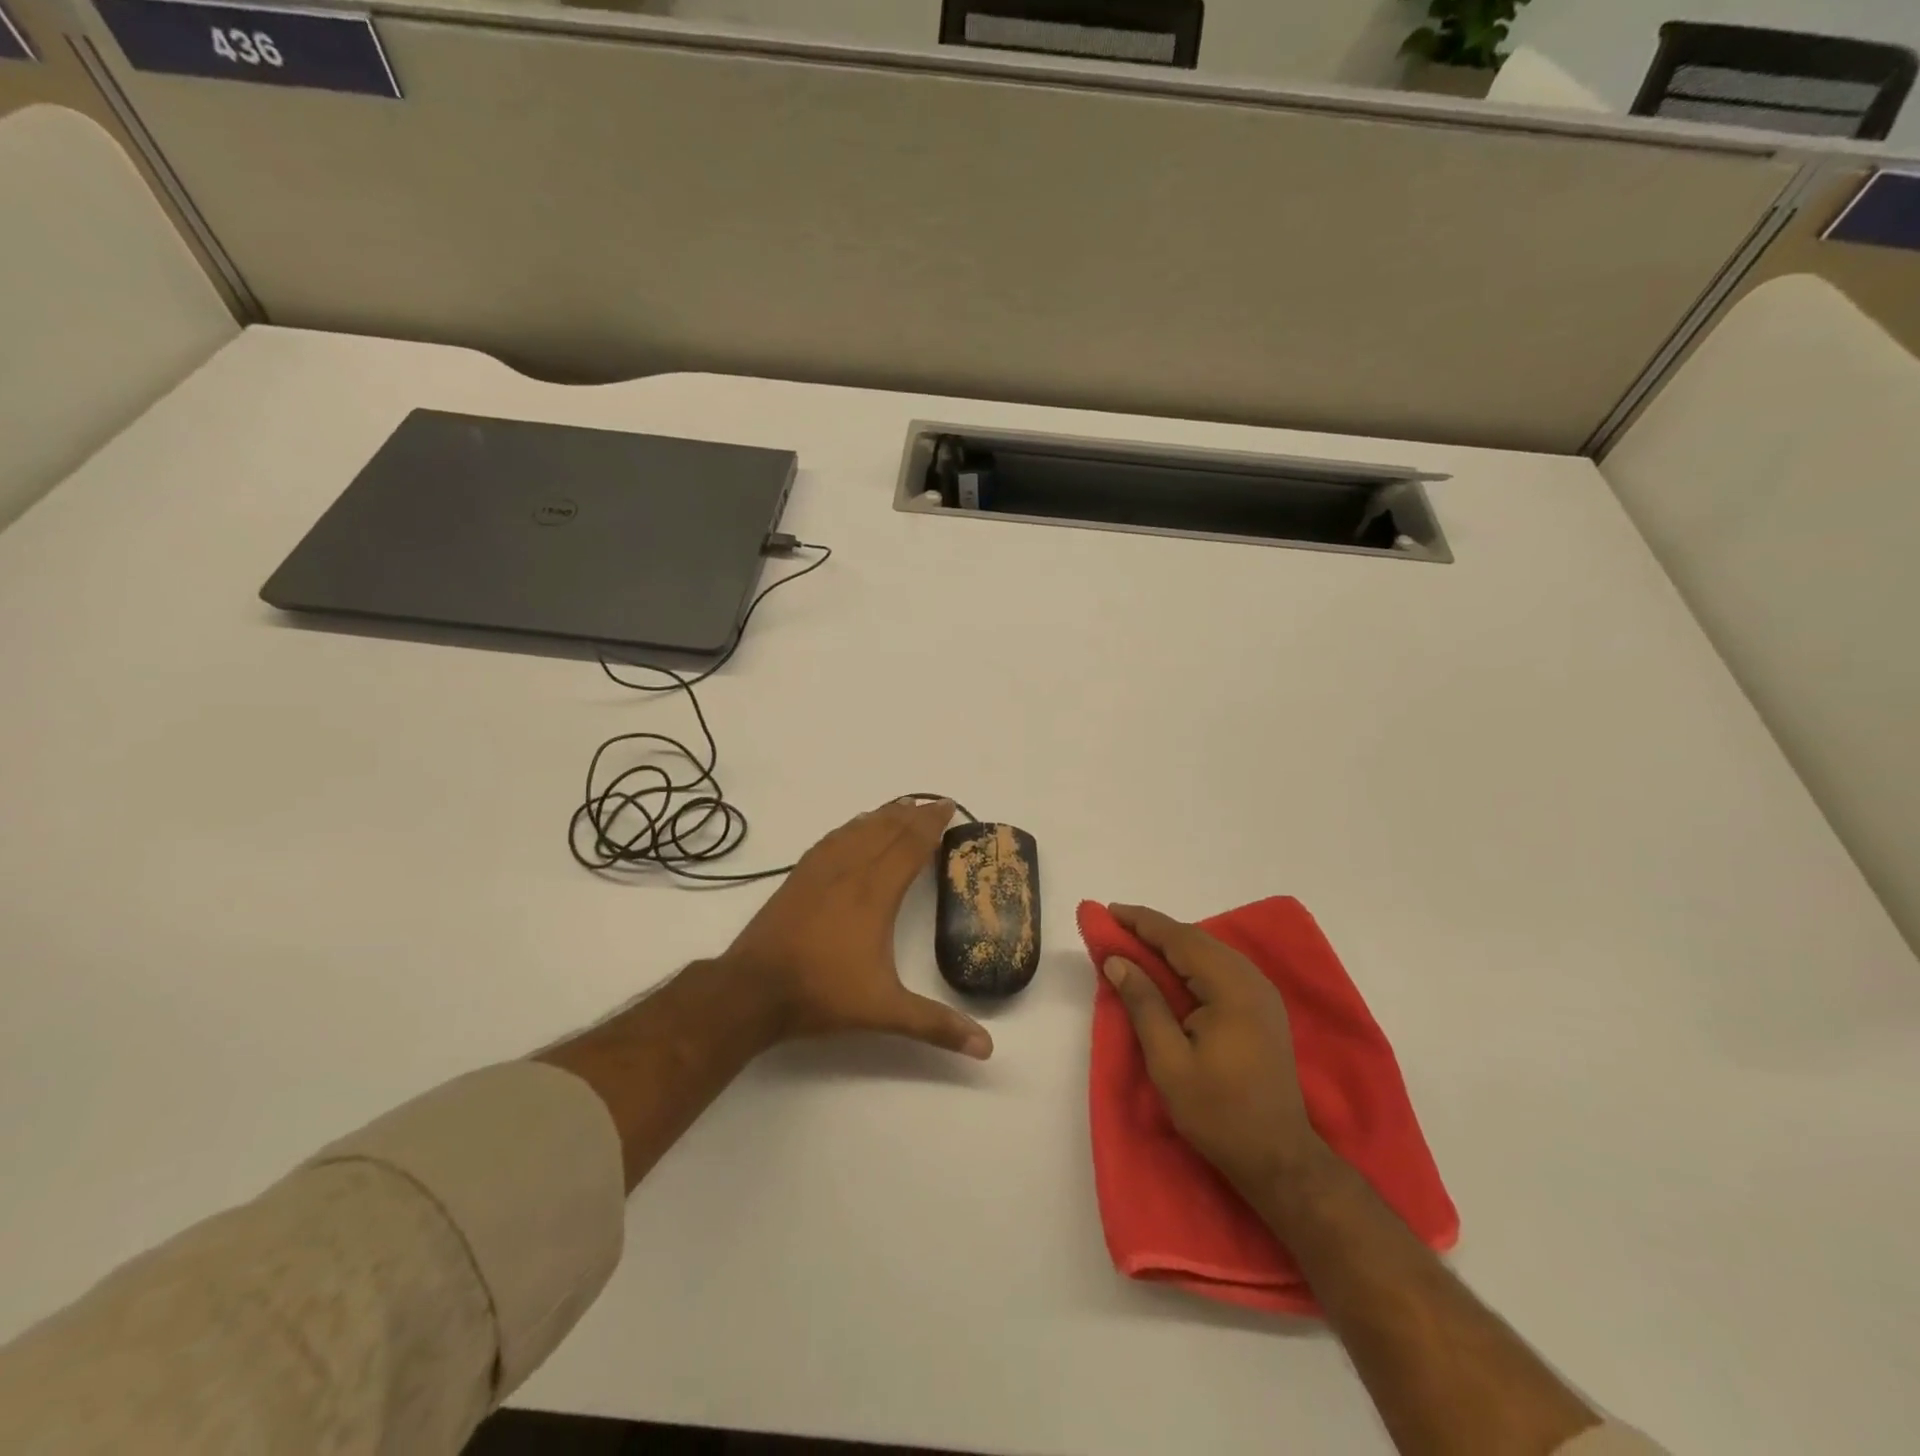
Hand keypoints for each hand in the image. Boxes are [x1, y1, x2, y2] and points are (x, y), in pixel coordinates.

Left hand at [721, 798, 992, 1058]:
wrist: (753, 989)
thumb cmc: (823, 993)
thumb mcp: (885, 1012)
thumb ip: (936, 1025)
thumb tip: (987, 1048)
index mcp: (876, 893)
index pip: (910, 845)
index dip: (931, 824)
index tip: (948, 807)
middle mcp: (850, 871)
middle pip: (886, 830)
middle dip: (913, 813)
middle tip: (933, 802)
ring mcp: (820, 871)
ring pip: (858, 830)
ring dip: (883, 815)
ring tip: (900, 806)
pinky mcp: (797, 877)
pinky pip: (831, 839)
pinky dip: (850, 827)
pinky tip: (853, 828)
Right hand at [1102, 903, 1323, 1192]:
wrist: (1279, 1158)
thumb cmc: (1218, 1112)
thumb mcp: (1169, 1062)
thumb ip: (1144, 1004)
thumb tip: (1117, 961)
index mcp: (1231, 989)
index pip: (1180, 939)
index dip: (1143, 923)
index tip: (1109, 911)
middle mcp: (1251, 981)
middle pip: (1197, 940)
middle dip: (1155, 929)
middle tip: (1116, 926)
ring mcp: (1262, 994)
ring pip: (1210, 952)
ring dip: (1172, 943)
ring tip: (1135, 943)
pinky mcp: (1262, 1008)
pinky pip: (1221, 967)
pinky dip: (1191, 960)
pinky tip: (1171, 968)